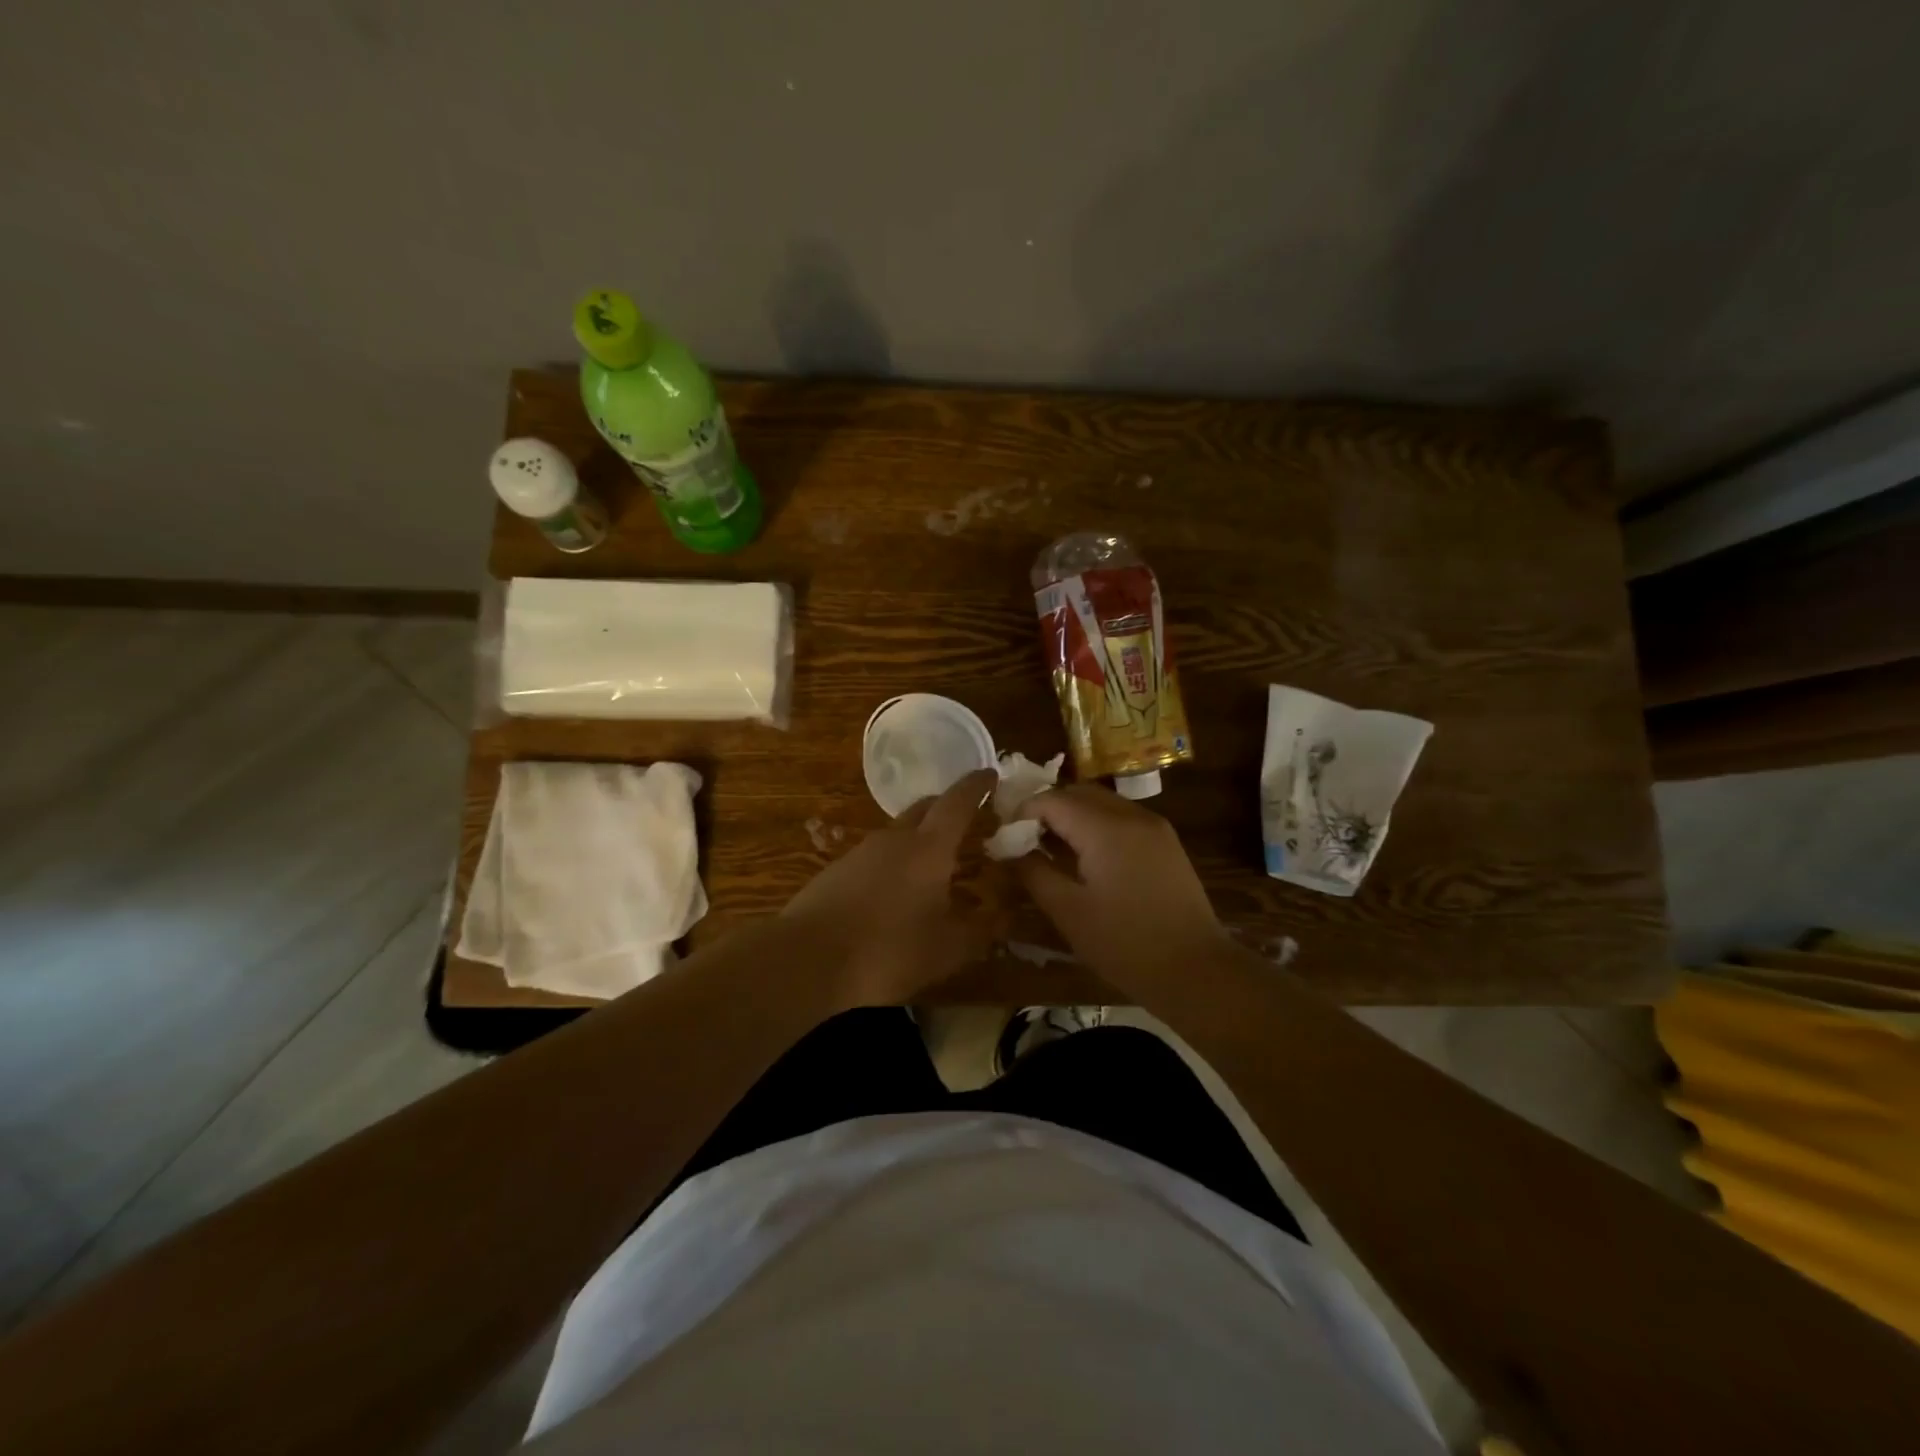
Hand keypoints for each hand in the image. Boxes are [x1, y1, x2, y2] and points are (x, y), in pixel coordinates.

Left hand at [781, 769, 998, 1004]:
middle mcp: (895, 838)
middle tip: (967, 820)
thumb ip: (981, 931)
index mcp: (929, 847)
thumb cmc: (888, 950)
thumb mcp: (947, 949)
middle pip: (925, 809)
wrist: (806, 960)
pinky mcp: (836, 871)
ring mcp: (860, 852)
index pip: (958, 802)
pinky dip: (893, 863)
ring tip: (934, 864)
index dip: (977, 786)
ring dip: (919, 839)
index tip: (991, 774)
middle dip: (947, 808)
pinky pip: (875, 857)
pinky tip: (894, 893)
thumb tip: (1006, 917)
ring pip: (898, 833)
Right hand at [1013, 785, 1229, 992]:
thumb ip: (1034, 872)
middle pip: (1078, 793)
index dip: (1022, 813)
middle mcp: (1131, 815)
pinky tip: (1086, 858)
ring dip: (1072, 815)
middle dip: (1046, 809)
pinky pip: (1121, 818)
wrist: (1196, 970)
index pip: (1052, 800)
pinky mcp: (1166, 842)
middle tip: (1024, 840)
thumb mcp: (1068, 911)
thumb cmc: (1125, 944)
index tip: (1004, 837)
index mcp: (1105, 828)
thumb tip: (1009, 848)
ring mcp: (1154, 826)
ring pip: (1102, 802)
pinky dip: (1096, 825)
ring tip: (1051, 849)